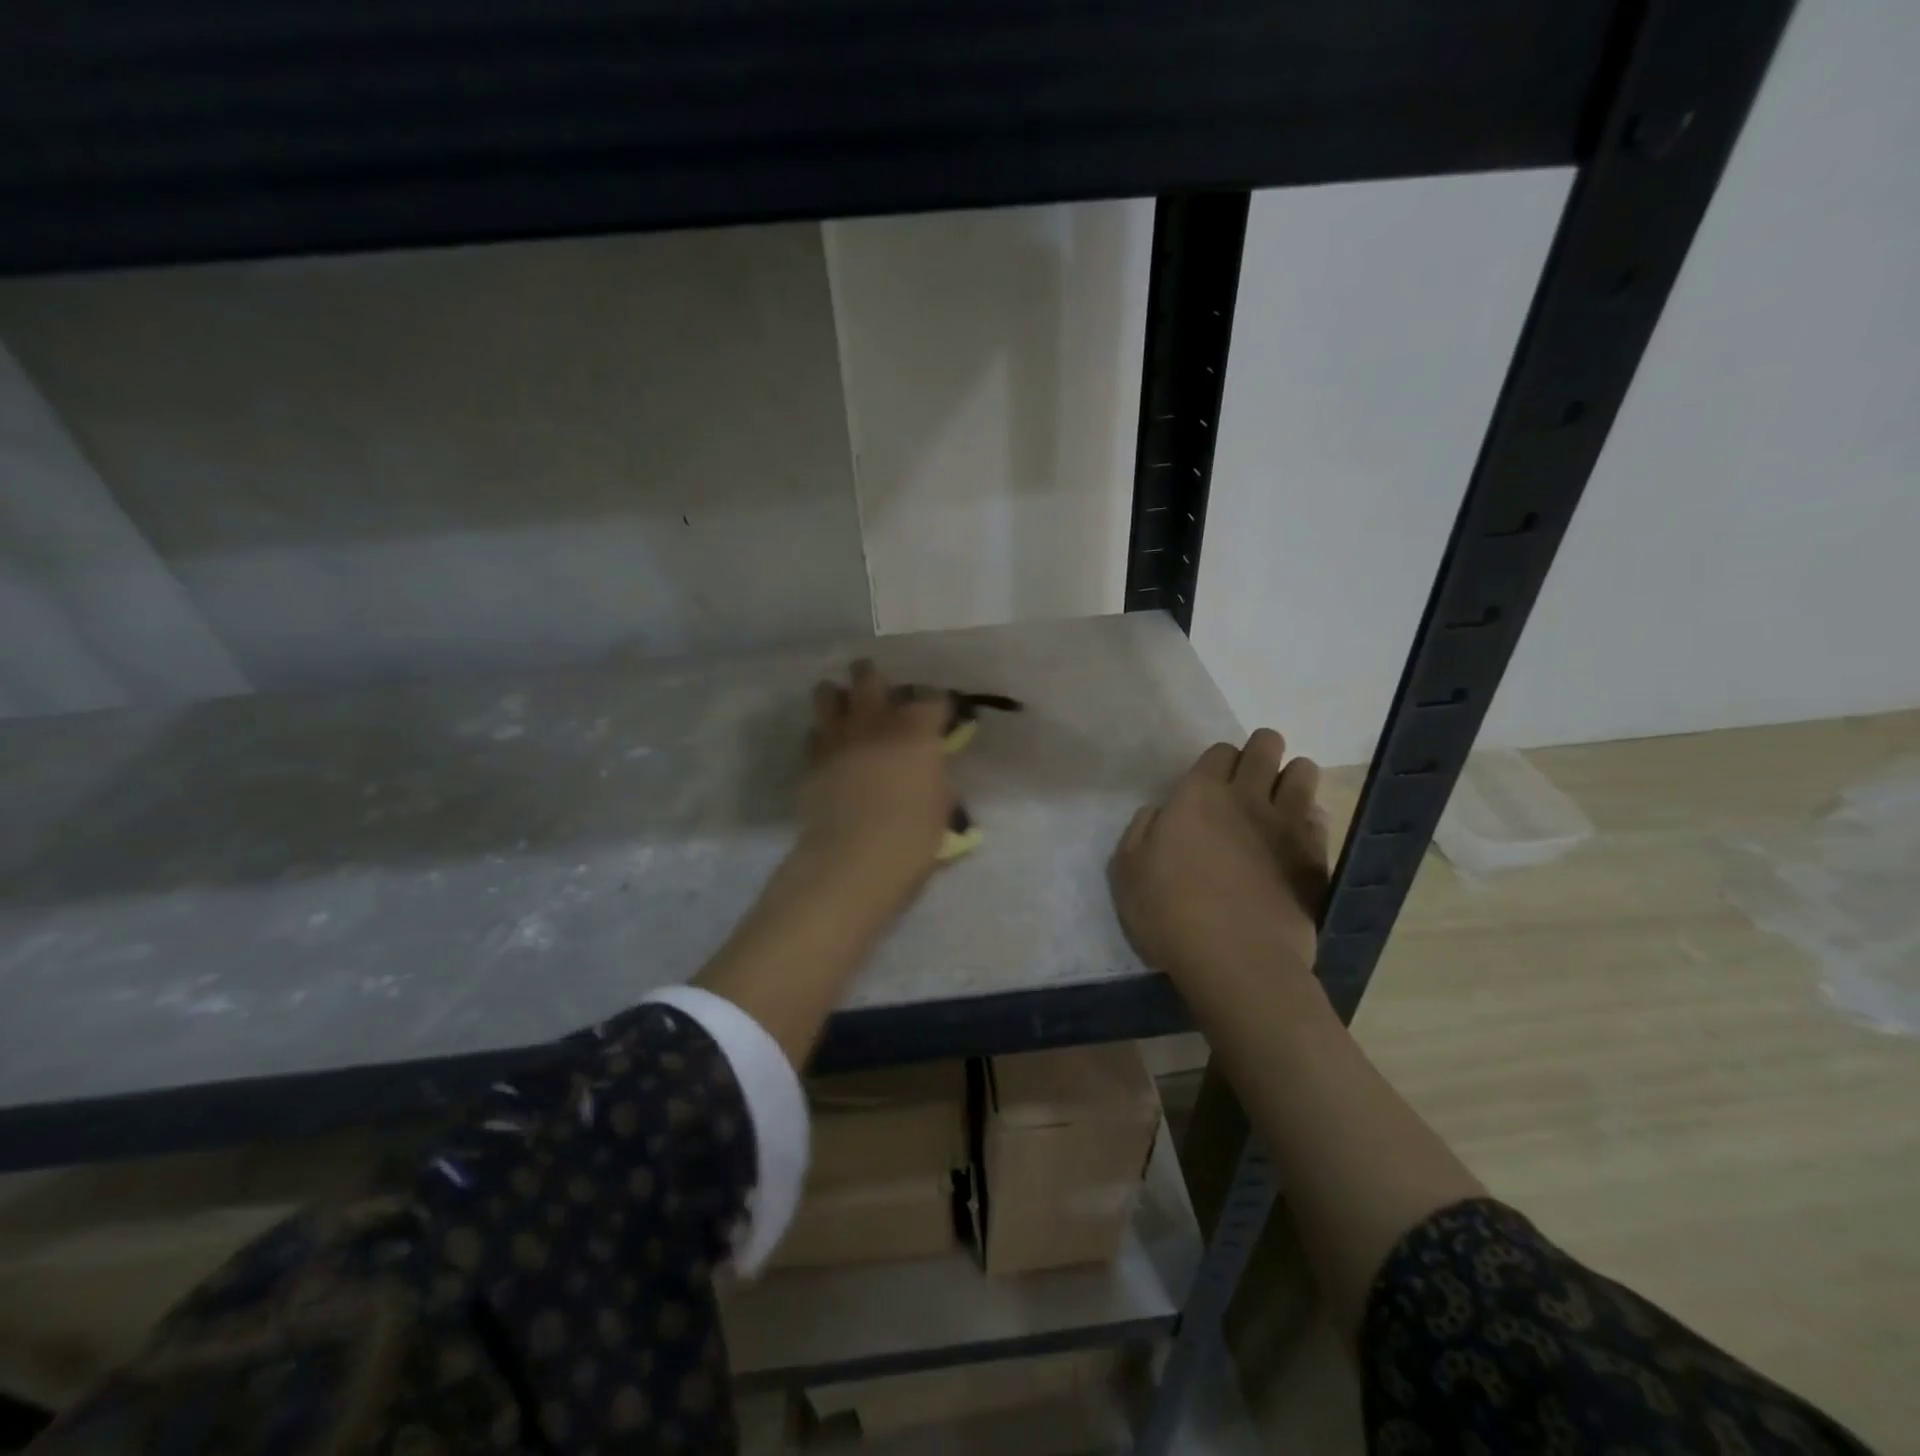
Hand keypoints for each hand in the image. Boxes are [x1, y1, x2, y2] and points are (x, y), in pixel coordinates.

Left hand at [795, 660, 953, 901]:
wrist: (853, 858)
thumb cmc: (912, 835)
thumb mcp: (942, 805)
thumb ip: (937, 778)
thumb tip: (931, 771)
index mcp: (916, 729)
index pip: (933, 699)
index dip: (940, 705)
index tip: (942, 716)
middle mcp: (875, 721)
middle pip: (869, 676)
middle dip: (876, 678)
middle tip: (883, 693)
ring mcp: (837, 737)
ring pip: (828, 693)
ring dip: (839, 696)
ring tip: (847, 708)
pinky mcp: (811, 760)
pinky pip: (814, 733)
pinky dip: (823, 735)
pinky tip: (832, 748)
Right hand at [1109, 729, 1328, 994]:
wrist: (1237, 960)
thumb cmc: (1170, 913)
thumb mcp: (1128, 871)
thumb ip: (1142, 830)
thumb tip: (1162, 813)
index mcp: (1199, 795)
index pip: (1220, 750)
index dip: (1217, 762)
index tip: (1210, 783)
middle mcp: (1247, 797)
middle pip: (1266, 746)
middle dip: (1261, 751)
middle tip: (1248, 780)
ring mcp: (1287, 824)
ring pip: (1303, 771)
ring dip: (1290, 777)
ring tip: (1277, 802)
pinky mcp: (1315, 855)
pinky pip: (1319, 816)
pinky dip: (1308, 817)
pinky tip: (1294, 837)